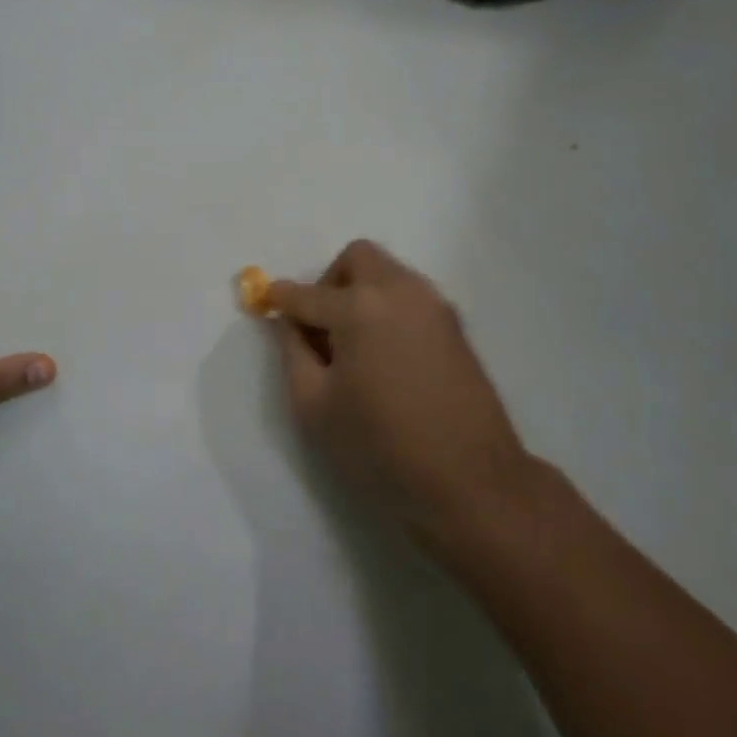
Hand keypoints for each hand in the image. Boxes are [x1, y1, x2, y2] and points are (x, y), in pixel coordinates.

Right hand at [268, 241, 534, 553]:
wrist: (470, 478)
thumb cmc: (380, 444)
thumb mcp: (315, 406)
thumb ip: (293, 353)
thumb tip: (289, 324)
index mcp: (358, 307)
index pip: (306, 293)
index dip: (280, 298)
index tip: (266, 302)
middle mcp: (399, 290)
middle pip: (357, 258)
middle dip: (329, 281)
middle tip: (320, 326)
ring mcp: (433, 305)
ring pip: (387, 273)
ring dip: (361, 292)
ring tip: (353, 345)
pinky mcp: (455, 325)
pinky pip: (410, 296)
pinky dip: (387, 308)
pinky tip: (384, 355)